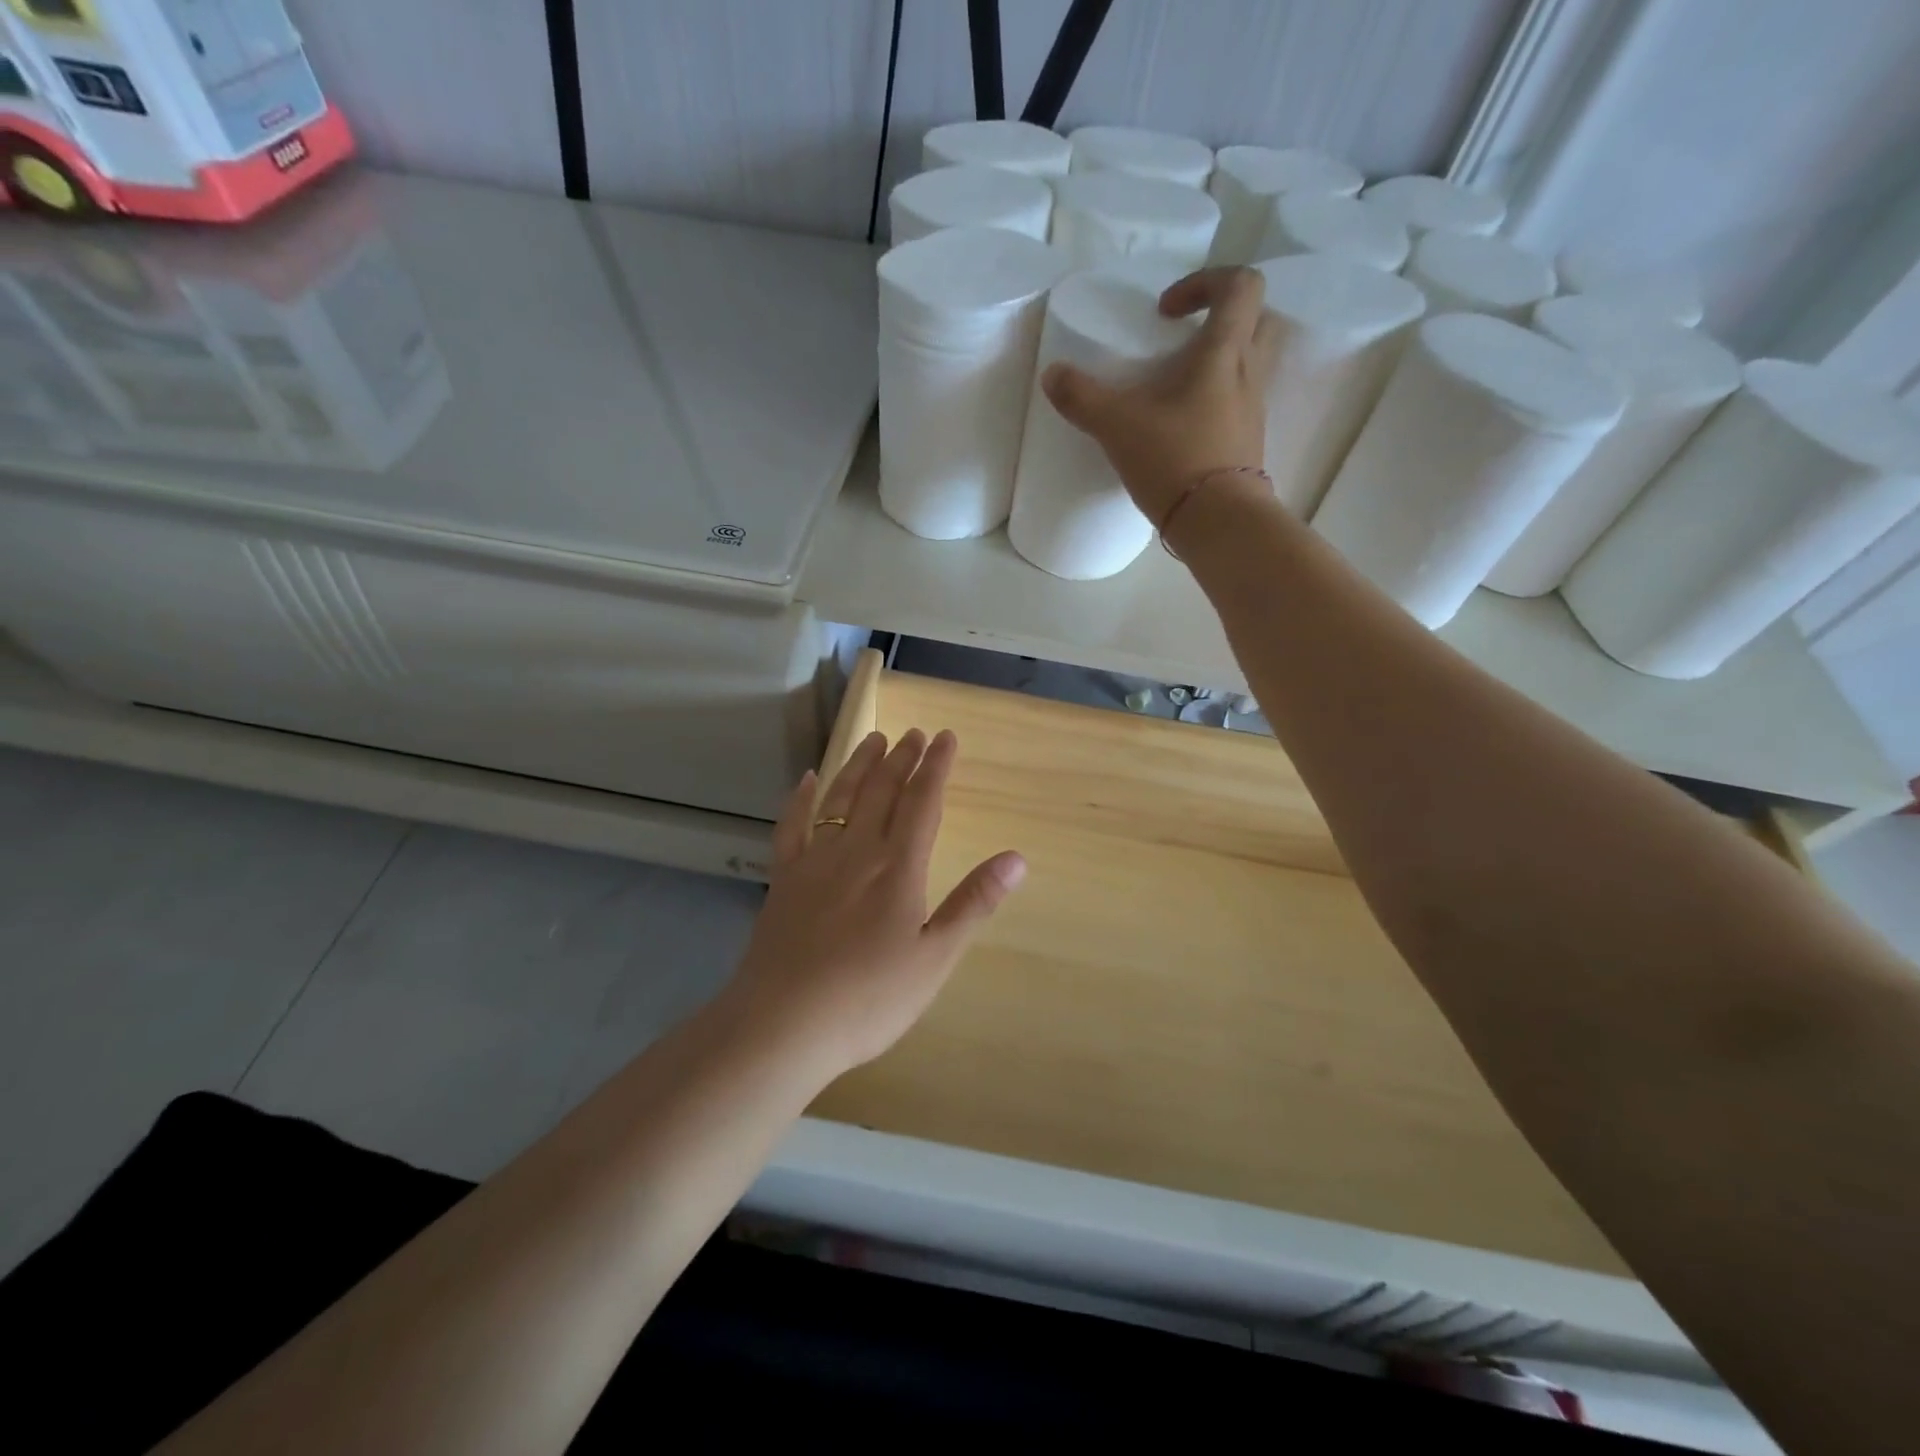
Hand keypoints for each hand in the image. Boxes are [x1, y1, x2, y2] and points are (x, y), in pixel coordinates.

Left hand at [721, 728, 1025, 1078]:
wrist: (783, 1024)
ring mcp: (815, 862)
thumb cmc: (869, 998)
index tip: (946, 738)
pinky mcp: (783, 879)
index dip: (936, 767)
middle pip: (882, 792)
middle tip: (915, 734)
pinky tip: (806, 780)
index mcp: (898, 868)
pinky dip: (800, 799)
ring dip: (860, 765)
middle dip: (902, 758)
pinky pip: (792, 826)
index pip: (922, 803)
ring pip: (840, 798)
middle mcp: (857, 852)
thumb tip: (1016, 857)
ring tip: (874, 739)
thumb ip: (973, 903)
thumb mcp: (935, 958)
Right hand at [1041, 266, 1279, 529]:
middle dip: (1224, 317)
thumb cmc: (1175, 459)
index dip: (1205, 282)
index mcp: (1226, 352)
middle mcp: (1249, 373)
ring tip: (1178, 384)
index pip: (1240, 285)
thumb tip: (1052, 375)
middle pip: (1259, 318)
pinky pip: (1240, 403)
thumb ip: (1082, 397)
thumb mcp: (1117, 425)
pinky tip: (1183, 424)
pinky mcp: (1248, 442)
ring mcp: (1253, 410)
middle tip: (1185, 338)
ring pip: (1252, 363)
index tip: (1165, 312)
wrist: (1218, 522)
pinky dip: (1217, 400)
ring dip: (1221, 360)